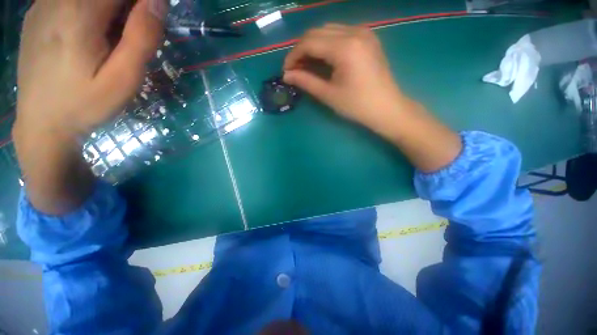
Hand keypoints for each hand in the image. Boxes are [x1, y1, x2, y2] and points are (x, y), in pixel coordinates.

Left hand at [13, 0, 166, 214]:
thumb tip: (158, 1)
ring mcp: (43, 4)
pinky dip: (87, 11)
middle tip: (123, 41)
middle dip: (124, 10)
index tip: (144, 27)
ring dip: (106, 11)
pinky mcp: (37, 13)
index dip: (141, 4)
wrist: (41, 124)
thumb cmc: (86, 105)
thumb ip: (142, 37)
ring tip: (103, 42)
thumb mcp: (124, 79)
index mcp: (80, 13)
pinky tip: (84, 35)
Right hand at [283, 24, 408, 132]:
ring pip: (328, 30)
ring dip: (313, 45)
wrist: (386, 108)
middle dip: (302, 49)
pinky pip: (340, 33)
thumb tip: (286, 75)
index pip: (309, 42)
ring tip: (307, 65)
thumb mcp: (329, 95)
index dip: (293, 55)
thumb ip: (306, 81)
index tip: (286, 71)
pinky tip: (324, 59)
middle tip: (295, 69)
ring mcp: (364, 32)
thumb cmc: (357, 105)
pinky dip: (327, 44)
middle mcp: (355, 32)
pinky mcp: (368, 38)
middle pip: (317, 32)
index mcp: (345, 47)